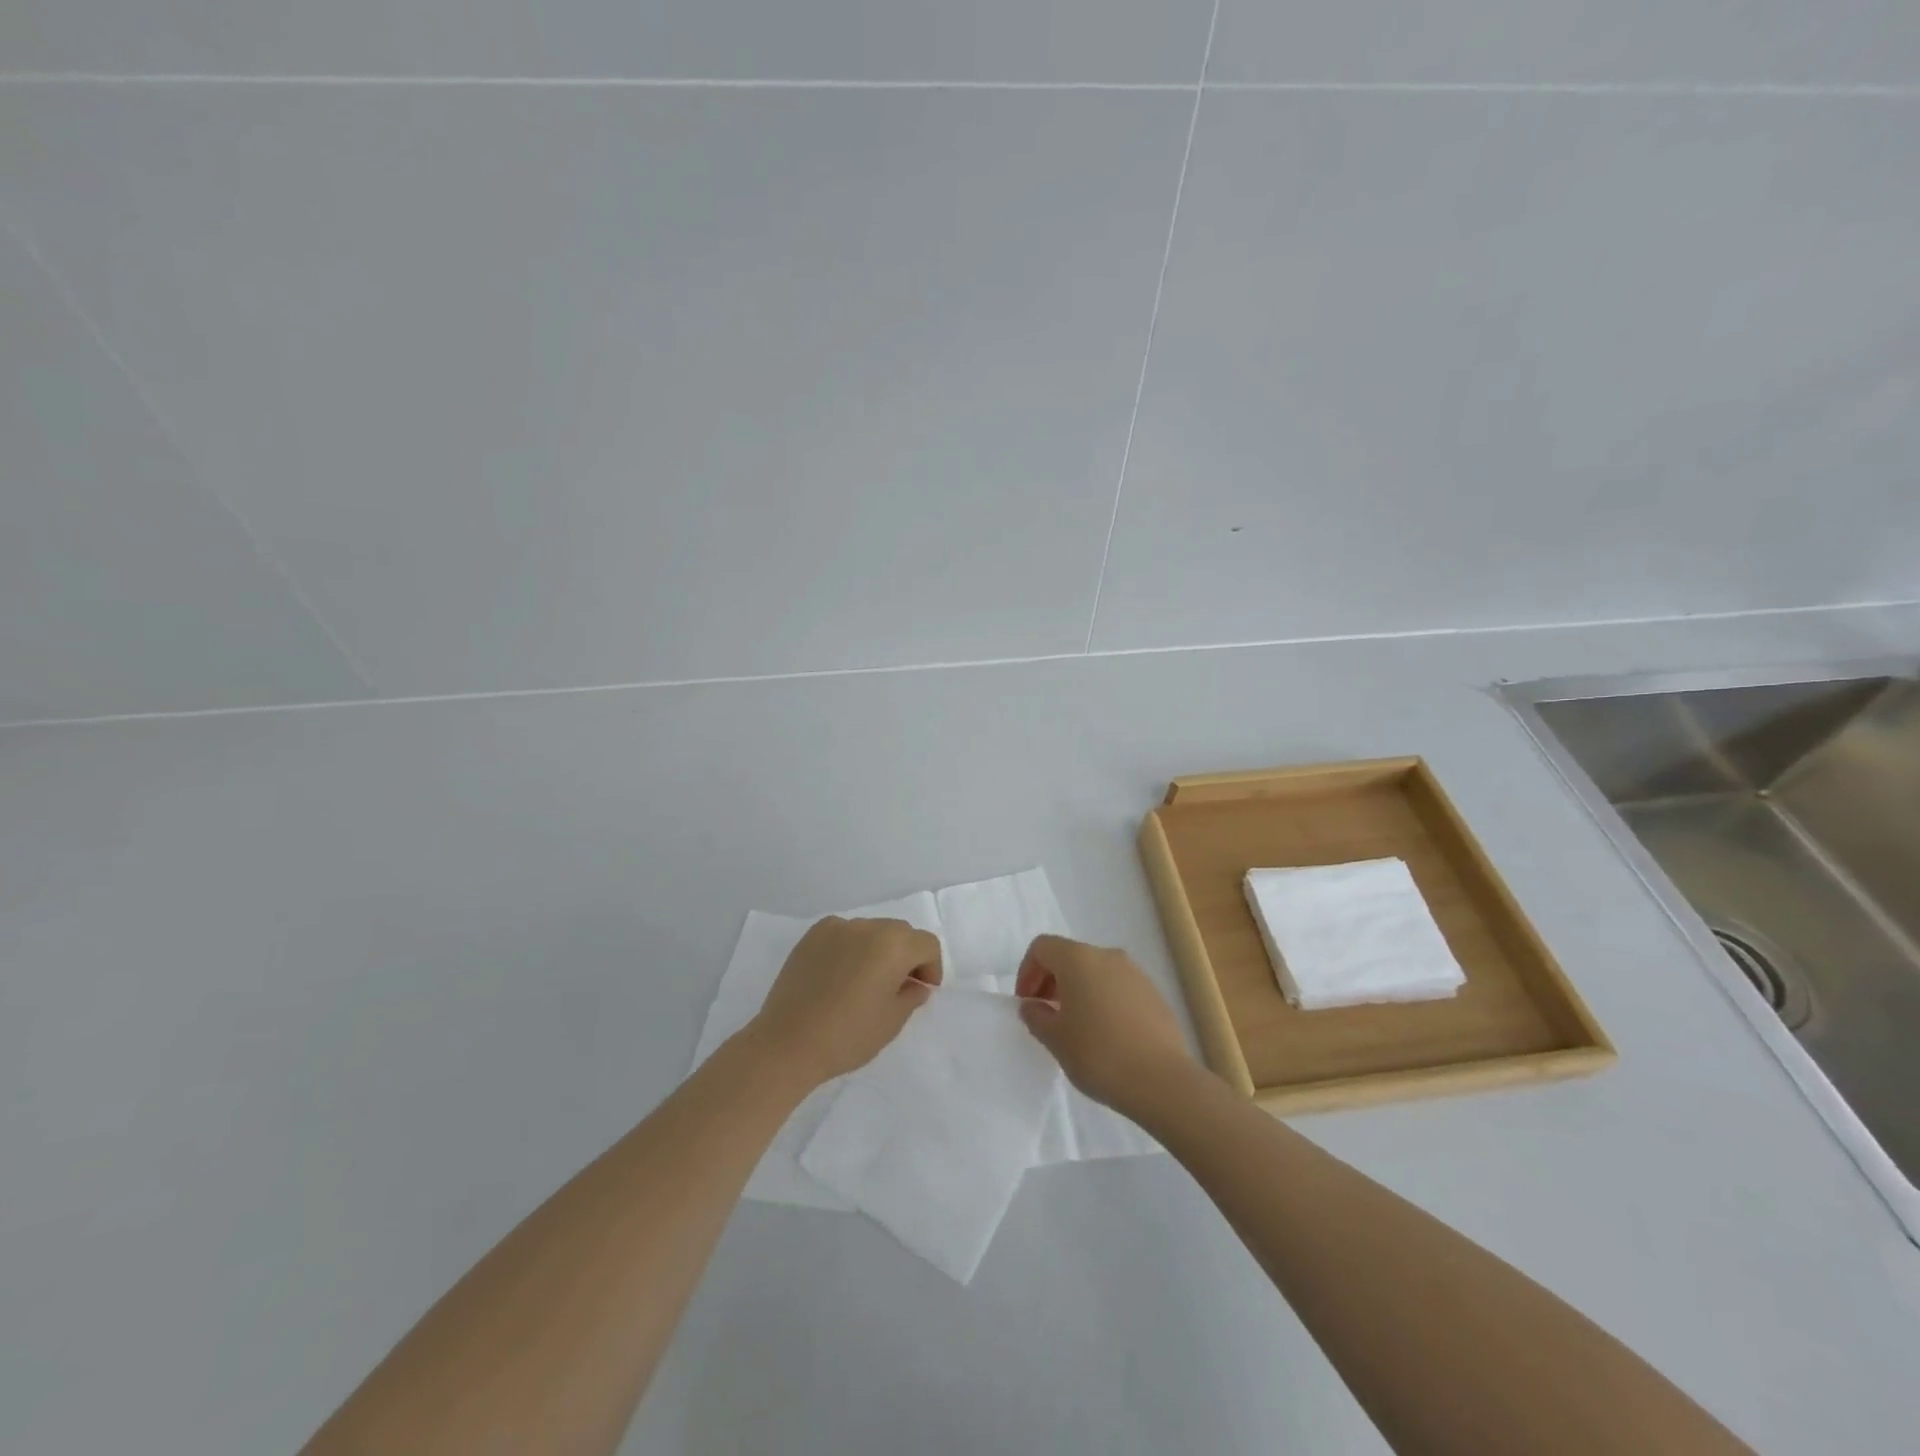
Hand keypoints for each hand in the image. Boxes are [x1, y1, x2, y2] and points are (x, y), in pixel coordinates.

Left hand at [748, 916, 941, 1087]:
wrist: (787, 1043)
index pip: (926, 944)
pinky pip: (843, 934)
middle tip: (898, 987)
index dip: (931, 967)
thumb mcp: (892, 1021)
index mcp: (893, 944)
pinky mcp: (811, 936)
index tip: (922, 990)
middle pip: (899, 933)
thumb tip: (915, 984)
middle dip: (906, 956)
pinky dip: (850, 948)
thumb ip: (911, 996)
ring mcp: (836, 928)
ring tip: (865, 982)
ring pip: (871, 931)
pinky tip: (839, 976)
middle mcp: (867, 926)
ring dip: (877, 950)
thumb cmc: (848, 1035)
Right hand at [1016, 934, 1194, 1116]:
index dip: (1027, 971)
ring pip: (1095, 971)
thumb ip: (1036, 1016)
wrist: (1162, 1081)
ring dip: (1078, 990)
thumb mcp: (1055, 1039)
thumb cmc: (1098, 1054)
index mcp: (1078, 958)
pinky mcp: (1154, 994)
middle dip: (1051, 980)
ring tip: (1075, 1027)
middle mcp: (1107, 955)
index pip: (1042, 947)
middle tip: (1046, 1014)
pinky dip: (1102, 1000)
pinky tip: (1105, 1035)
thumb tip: (1033, 1005)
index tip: (1027, 1003)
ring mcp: (1135, 973)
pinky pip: (1118, 987)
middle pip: (1069, 956)